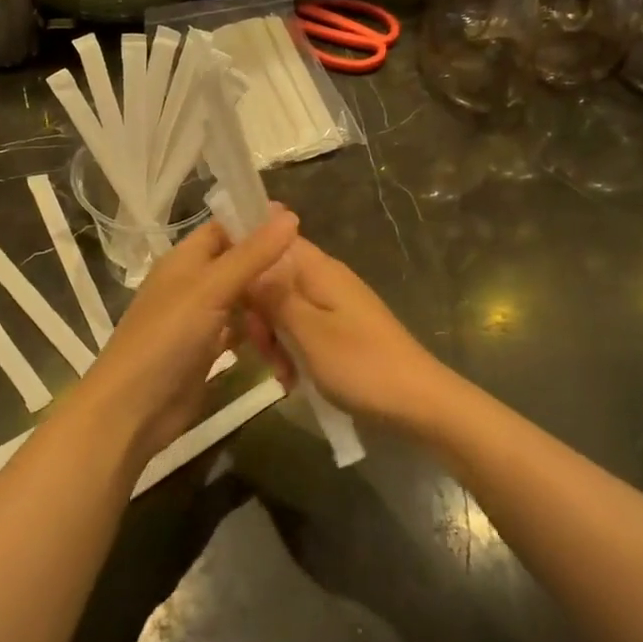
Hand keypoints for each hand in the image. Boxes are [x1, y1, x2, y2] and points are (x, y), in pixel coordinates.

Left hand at [74, 208, 298, 465]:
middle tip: (312, 269)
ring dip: (268, 299)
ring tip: (309, 298)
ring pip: (241, 299)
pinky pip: (240, 332)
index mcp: (185, 259)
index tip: (299, 224)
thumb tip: (290, 214)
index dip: (256, 222)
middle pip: (236, 264)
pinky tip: (289, 333)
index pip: (224, 228)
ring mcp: (199, 320)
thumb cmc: (167, 338)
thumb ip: (251, 255)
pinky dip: (260, 331)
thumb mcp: (211, 289)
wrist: (133, 409)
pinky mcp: (207, 351)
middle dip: (269, 264)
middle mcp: (192, 284)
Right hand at [246, 237, 447, 429]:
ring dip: (274, 338)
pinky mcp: (340, 331)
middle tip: (261, 347)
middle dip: (258, 311)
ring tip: (281, 372)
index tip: (224, 278)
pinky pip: (302, 330)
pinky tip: (292, 380)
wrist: (419, 404)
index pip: (275, 237)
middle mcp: (326, 280)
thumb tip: (247, 261)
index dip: (246, 248)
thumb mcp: (308, 332)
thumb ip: (273, 296)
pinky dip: (292, 351)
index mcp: (319, 270)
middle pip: (274, 278)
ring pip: (285, 309)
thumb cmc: (361, 364)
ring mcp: (334, 306)